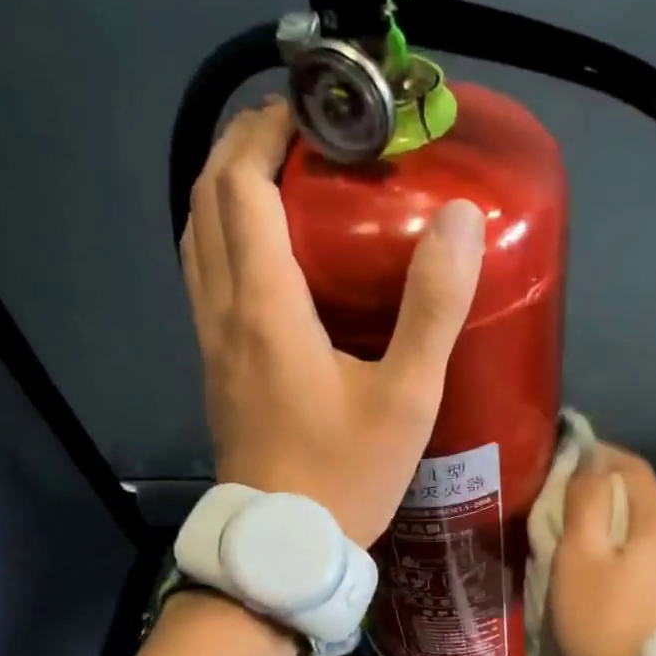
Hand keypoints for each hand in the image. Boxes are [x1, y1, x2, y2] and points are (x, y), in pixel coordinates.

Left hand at [180, 101, 485, 545]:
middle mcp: (223, 314)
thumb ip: (432, 308)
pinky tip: (268, 254)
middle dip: (240, 149)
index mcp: (265, 308)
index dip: (266, 135)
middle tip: (295, 130)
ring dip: (225, 194)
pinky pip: (205, 280)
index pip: (241, 189)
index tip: (309, 111)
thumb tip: (459, 219)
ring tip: (277, 177)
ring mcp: (212, 344)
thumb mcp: (405, 397)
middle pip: (206, 204)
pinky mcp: (217, 369)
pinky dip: (225, 240)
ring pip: (196, 242)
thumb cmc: (346, 475)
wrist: (285, 544)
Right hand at [551, 445, 655, 655]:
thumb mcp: (579, 556)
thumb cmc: (601, 621)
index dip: (601, 455)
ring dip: (615, 529)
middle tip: (564, 502)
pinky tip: (605, 581)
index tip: (569, 456)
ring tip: (580, 543)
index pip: (634, 468)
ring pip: (646, 537)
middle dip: (604, 493)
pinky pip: (650, 567)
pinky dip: (625, 559)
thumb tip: (591, 459)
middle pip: (642, 502)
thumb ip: (585, 501)